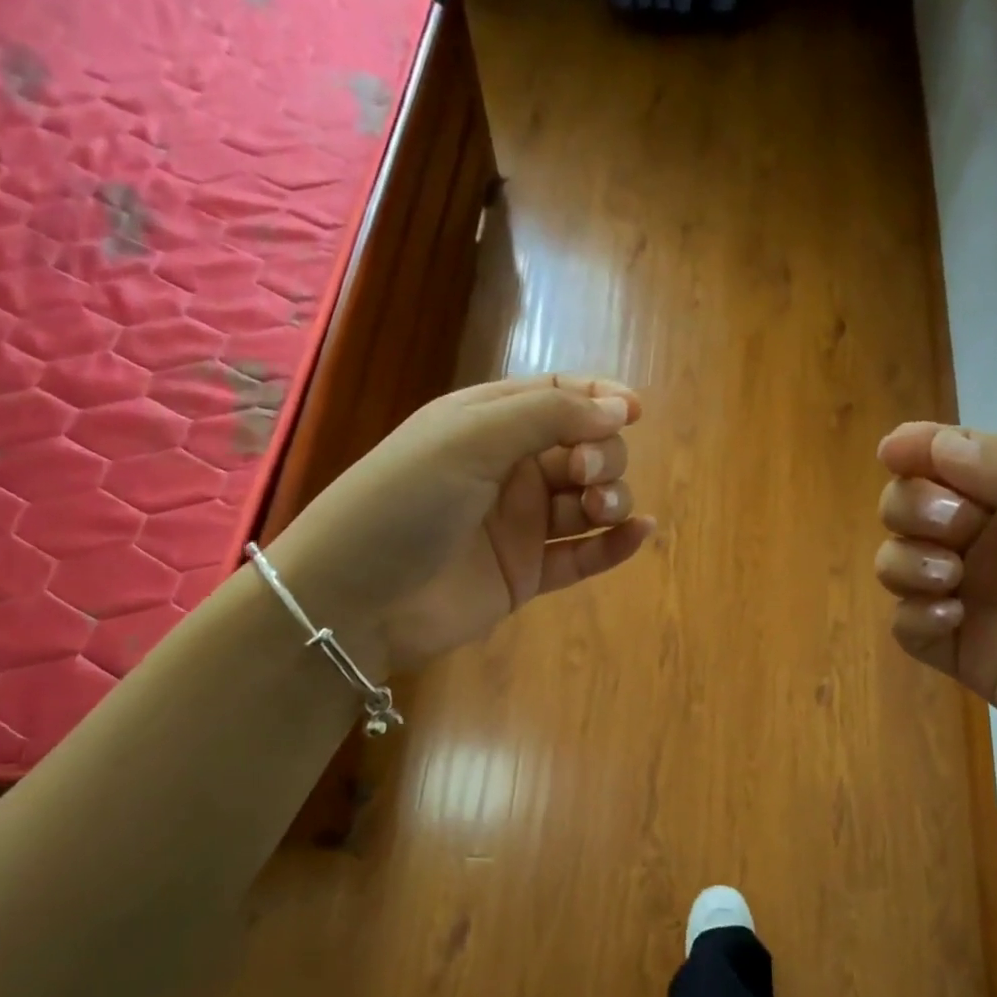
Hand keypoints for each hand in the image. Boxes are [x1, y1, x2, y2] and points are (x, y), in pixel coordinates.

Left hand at [268, 375, 653, 677]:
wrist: (355, 600)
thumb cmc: (403, 502)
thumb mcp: (469, 438)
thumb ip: (548, 416)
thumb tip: (622, 406)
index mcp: (486, 423)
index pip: (556, 397)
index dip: (599, 399)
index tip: (634, 411)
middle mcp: (508, 470)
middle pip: (582, 448)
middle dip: (602, 454)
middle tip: (586, 473)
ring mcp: (519, 525)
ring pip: (587, 501)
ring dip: (610, 497)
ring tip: (600, 509)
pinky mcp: (527, 573)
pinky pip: (582, 555)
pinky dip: (615, 545)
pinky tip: (641, 533)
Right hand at [875, 424, 996, 795]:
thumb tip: (938, 443)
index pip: (961, 461)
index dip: (922, 448)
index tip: (893, 451)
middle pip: (914, 506)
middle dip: (912, 504)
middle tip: (954, 525)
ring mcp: (977, 601)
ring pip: (898, 560)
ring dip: (906, 558)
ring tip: (949, 577)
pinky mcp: (965, 655)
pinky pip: (906, 625)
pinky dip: (913, 614)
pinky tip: (952, 620)